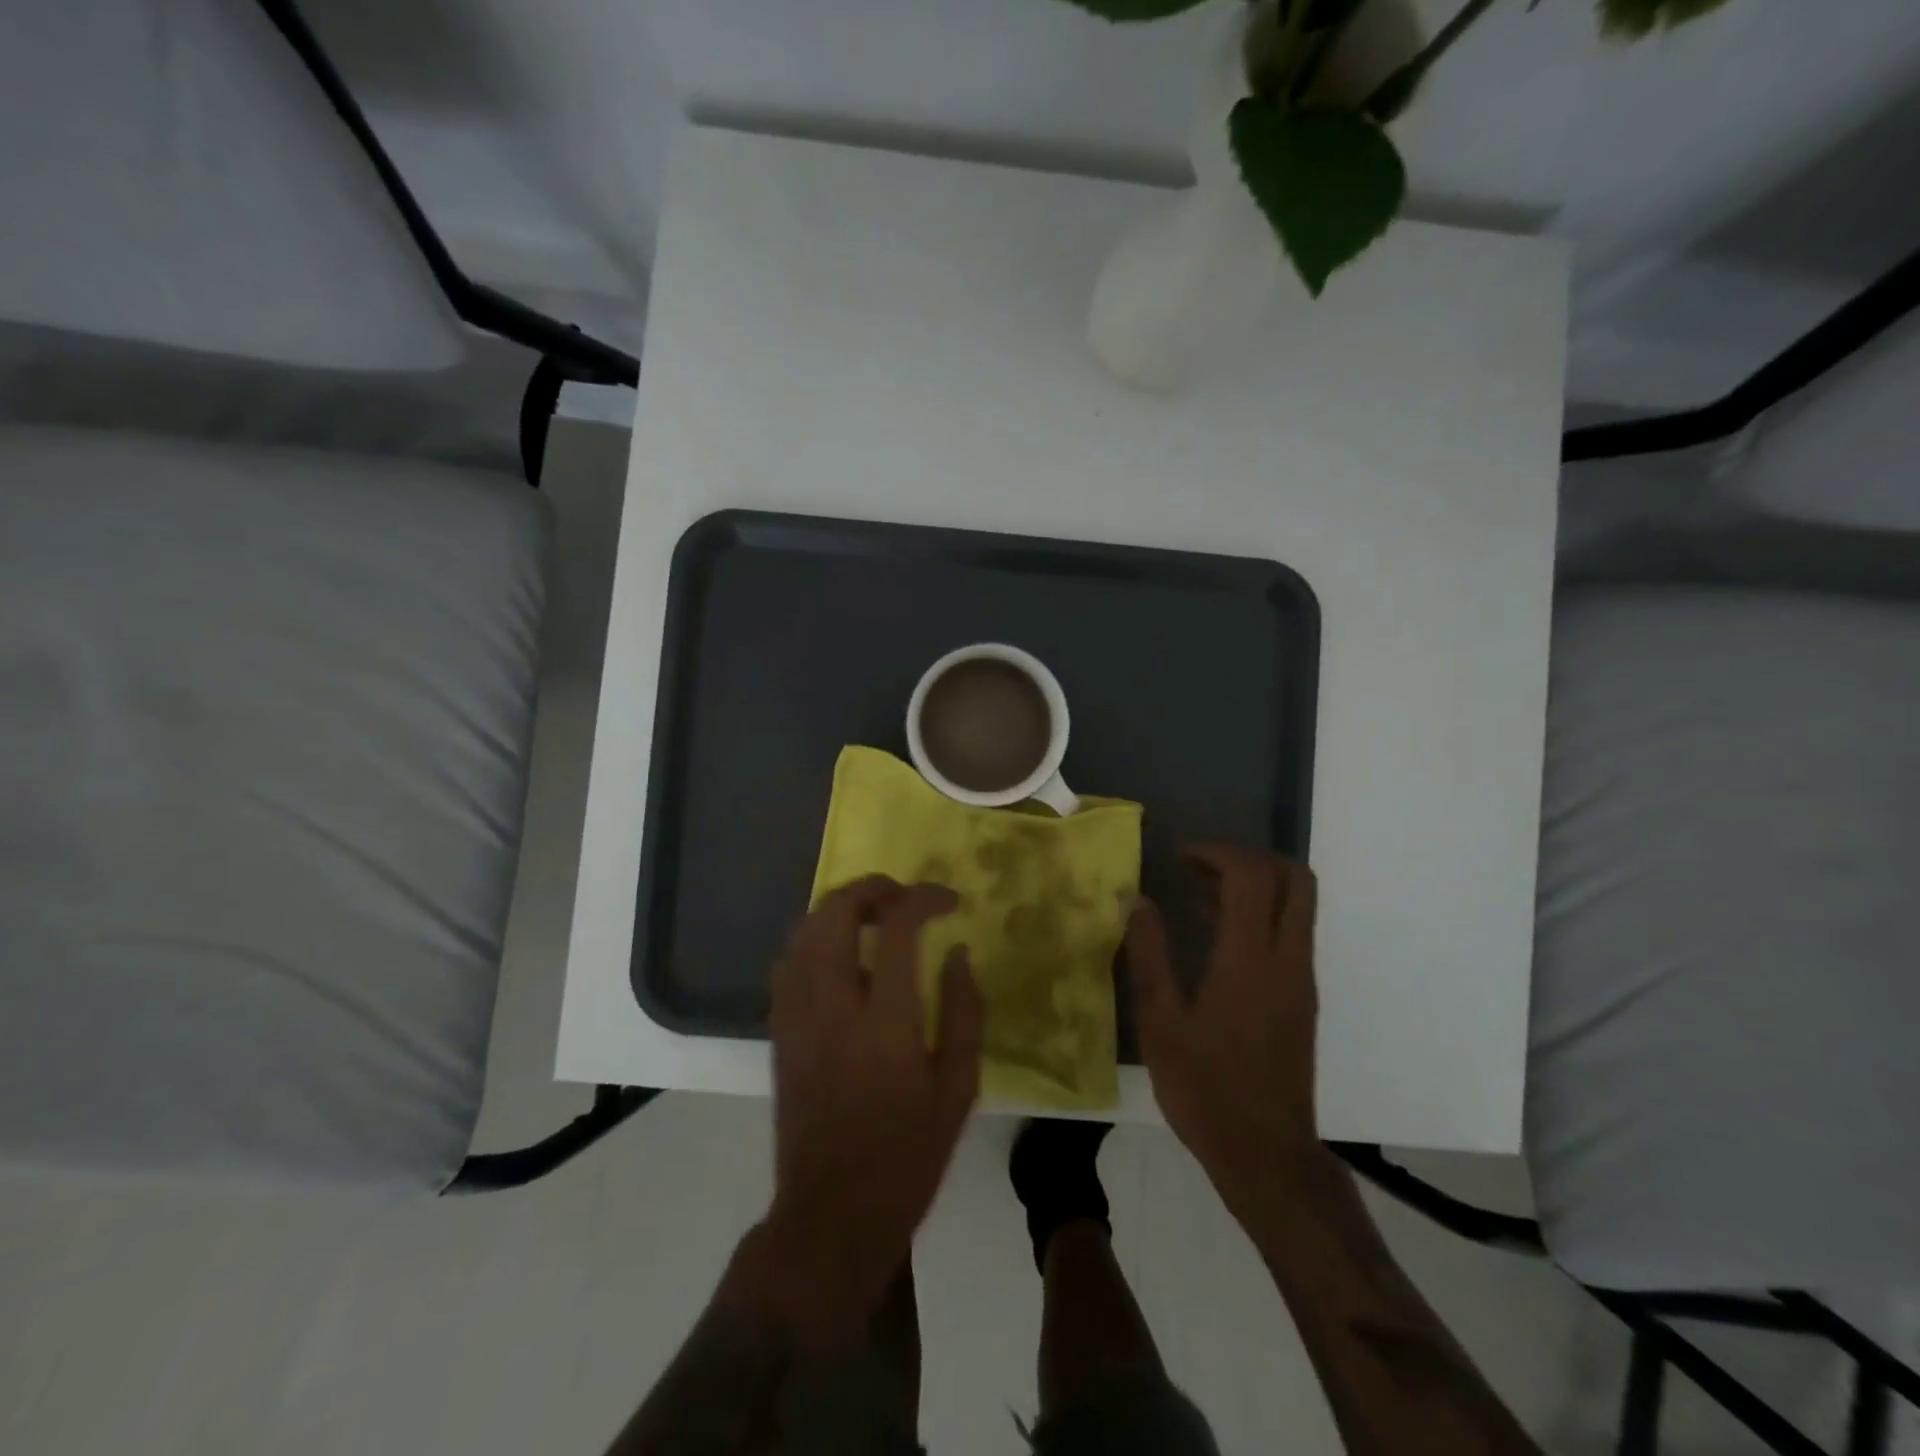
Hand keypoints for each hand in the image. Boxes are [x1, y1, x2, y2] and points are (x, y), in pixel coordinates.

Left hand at [758, 876, 984, 1346]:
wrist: (832, 1214)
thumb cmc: (908, 1155)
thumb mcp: (958, 1088)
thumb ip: (964, 1011)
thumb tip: (957, 951)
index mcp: (884, 1023)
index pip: (896, 928)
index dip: (923, 898)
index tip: (949, 901)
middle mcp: (831, 1007)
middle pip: (835, 913)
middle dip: (872, 888)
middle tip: (905, 897)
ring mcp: (796, 1017)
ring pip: (803, 930)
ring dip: (841, 908)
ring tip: (876, 916)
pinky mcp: (779, 1031)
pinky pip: (789, 960)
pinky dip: (816, 937)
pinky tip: (843, 954)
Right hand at [1126, 846, 1320, 1212]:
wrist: (1266, 1154)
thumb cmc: (1205, 1089)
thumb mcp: (1161, 1022)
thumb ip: (1150, 954)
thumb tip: (1138, 901)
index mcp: (1250, 960)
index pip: (1251, 877)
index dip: (1217, 853)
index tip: (1179, 857)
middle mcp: (1287, 959)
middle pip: (1294, 878)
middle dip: (1248, 858)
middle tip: (1200, 866)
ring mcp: (1301, 978)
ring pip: (1297, 904)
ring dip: (1254, 884)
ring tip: (1197, 893)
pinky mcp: (1302, 998)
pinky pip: (1290, 932)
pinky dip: (1260, 913)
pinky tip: (1215, 935)